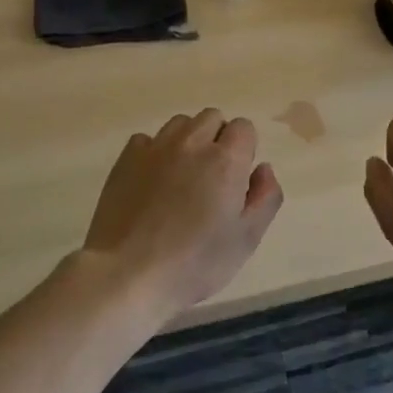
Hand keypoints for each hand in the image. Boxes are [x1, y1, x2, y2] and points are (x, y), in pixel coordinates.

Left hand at [81, 108, 283, 319]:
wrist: (126, 274)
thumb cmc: (194, 263)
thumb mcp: (246, 240)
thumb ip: (266, 197)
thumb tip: (263, 168)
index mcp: (226, 160)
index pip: (244, 128)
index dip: (245, 150)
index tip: (237, 180)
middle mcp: (192, 143)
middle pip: (212, 118)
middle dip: (218, 139)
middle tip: (212, 179)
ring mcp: (155, 147)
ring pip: (180, 124)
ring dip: (188, 141)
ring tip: (182, 177)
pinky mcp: (126, 159)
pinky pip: (147, 139)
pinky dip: (155, 152)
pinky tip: (152, 182)